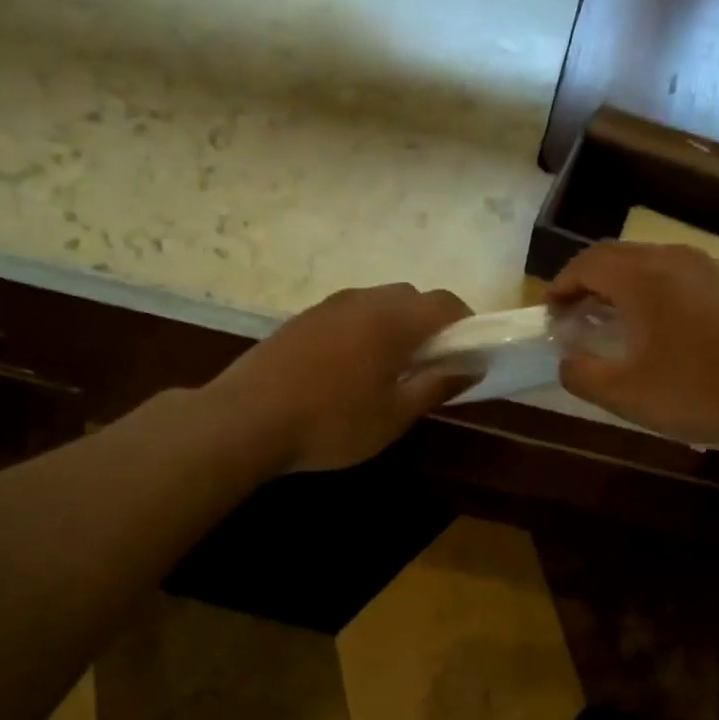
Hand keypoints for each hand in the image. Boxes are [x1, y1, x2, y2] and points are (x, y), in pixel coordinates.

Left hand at [203, 284, 472, 472]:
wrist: (245, 419)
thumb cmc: (332, 422)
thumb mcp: (394, 414)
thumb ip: (437, 385)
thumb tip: (473, 366)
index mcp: (393, 319)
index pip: (445, 303)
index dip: (465, 323)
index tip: (468, 353)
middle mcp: (364, 300)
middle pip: (411, 297)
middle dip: (429, 323)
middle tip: (429, 365)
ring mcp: (328, 306)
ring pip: (377, 303)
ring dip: (395, 325)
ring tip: (388, 369)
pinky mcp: (302, 318)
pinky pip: (348, 313)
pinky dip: (364, 329)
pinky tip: (348, 368)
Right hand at [550, 242, 718, 452]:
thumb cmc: (700, 392)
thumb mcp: (627, 395)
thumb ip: (582, 375)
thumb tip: (565, 361)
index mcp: (644, 277)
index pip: (587, 263)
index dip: (561, 284)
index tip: (549, 311)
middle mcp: (673, 259)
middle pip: (615, 255)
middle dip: (586, 280)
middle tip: (572, 313)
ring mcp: (706, 267)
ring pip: (646, 260)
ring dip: (618, 282)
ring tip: (607, 316)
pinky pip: (673, 271)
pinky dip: (648, 286)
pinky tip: (653, 321)